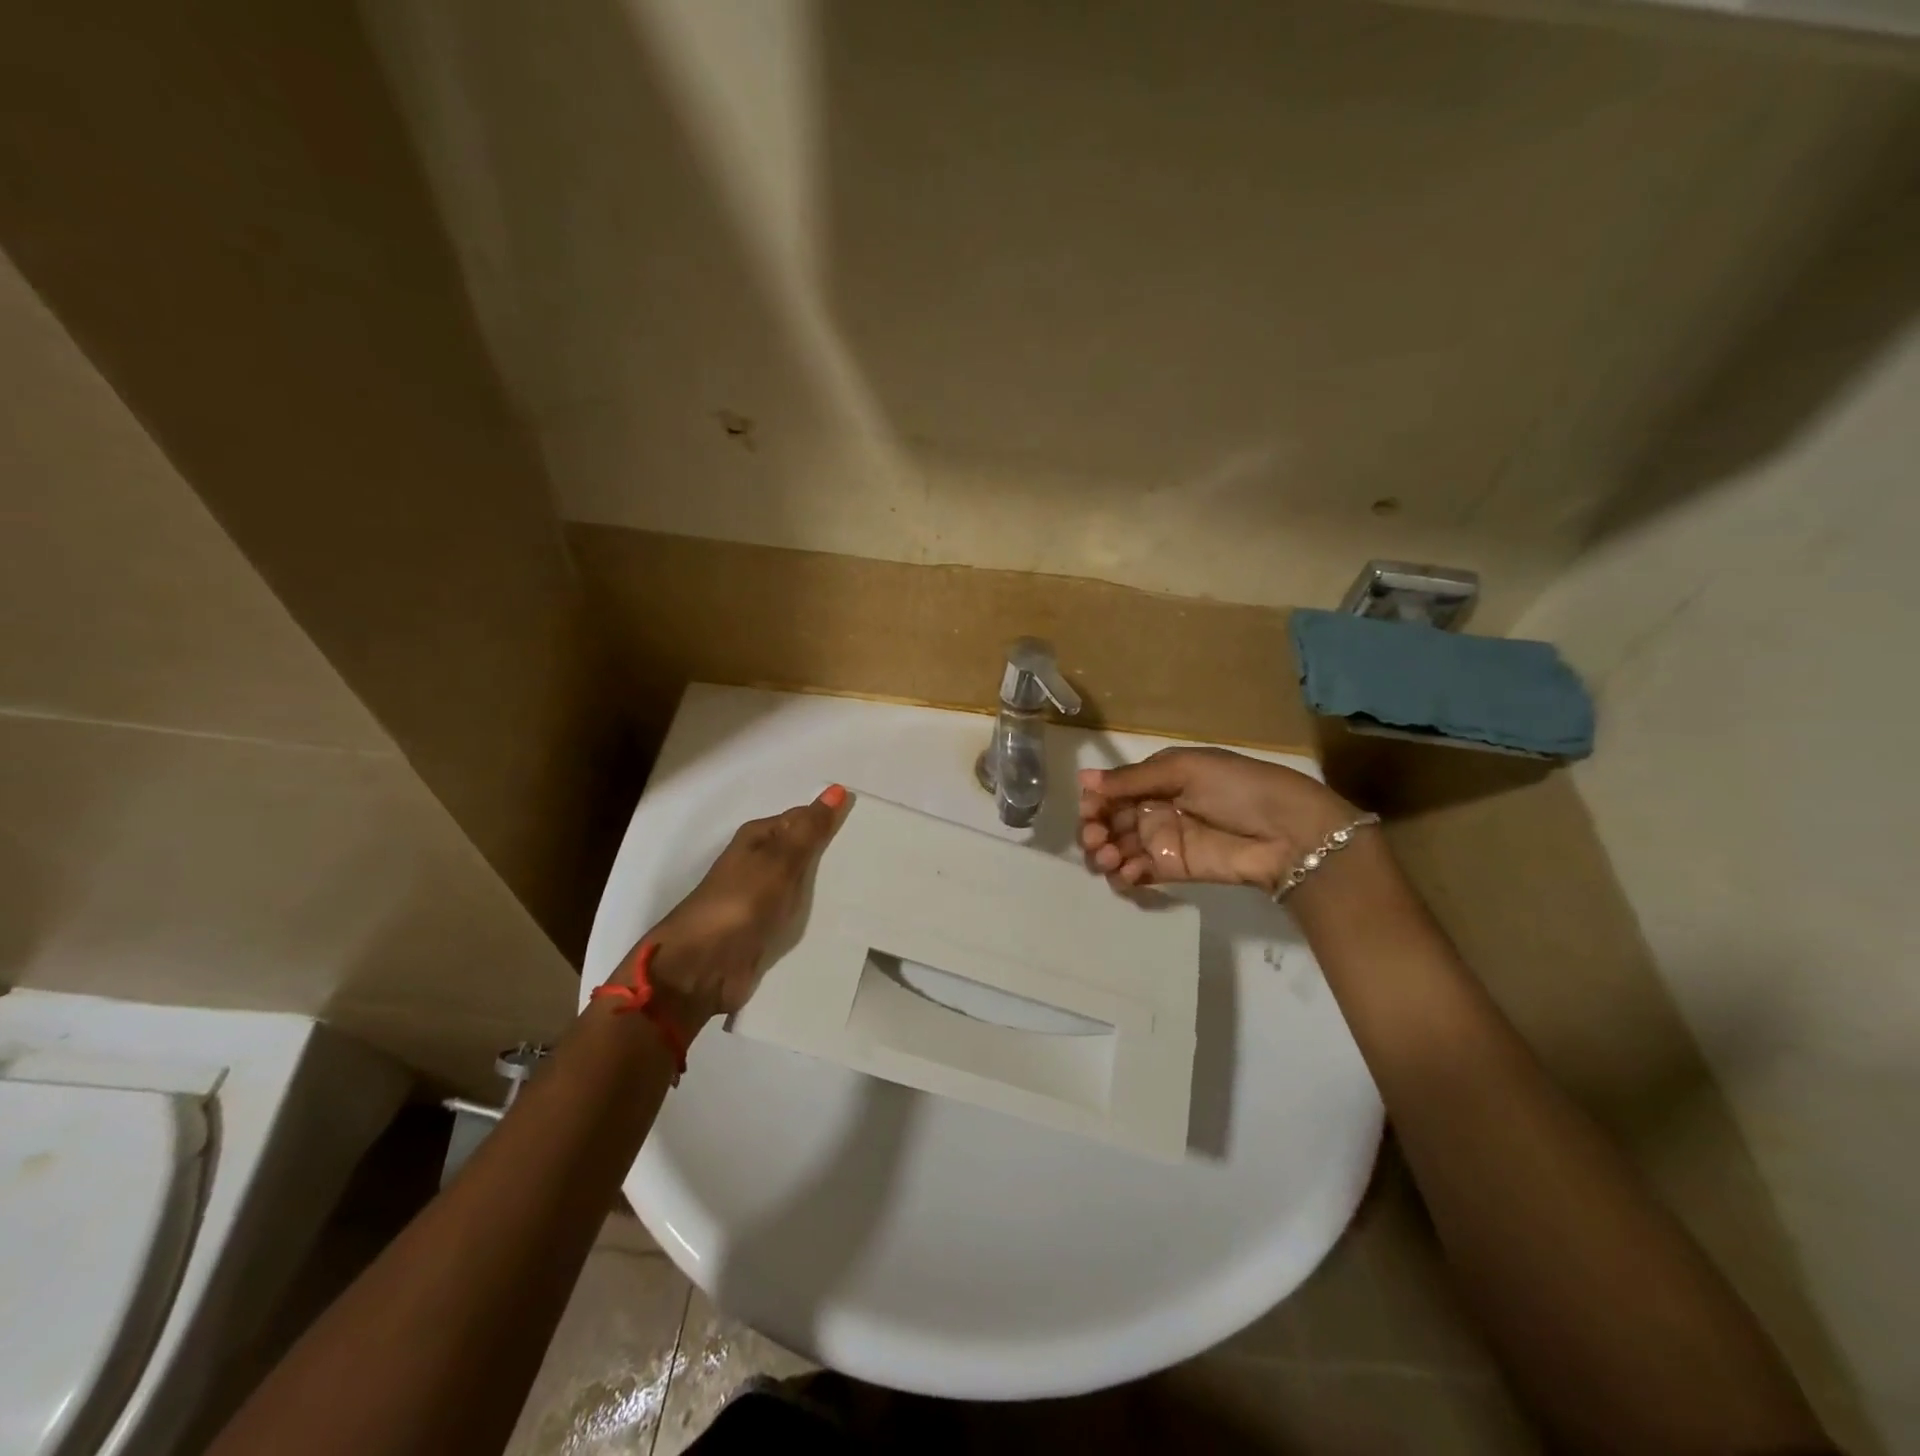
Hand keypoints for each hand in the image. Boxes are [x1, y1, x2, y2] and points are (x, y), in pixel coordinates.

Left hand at [608, 785, 847, 1025]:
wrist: (703, 964)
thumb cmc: (742, 901)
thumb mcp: (780, 859)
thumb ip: (810, 829)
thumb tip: (837, 789)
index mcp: (758, 838)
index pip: (802, 818)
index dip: (831, 818)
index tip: (867, 821)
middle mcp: (759, 862)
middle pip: (804, 850)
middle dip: (834, 851)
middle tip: (878, 853)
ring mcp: (761, 897)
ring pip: (804, 881)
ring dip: (829, 883)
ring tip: (871, 882)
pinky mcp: (765, 927)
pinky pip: (799, 911)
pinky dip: (817, 910)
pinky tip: (845, 914)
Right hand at [1079, 748, 1358, 893]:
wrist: (1288, 832)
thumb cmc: (1237, 787)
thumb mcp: (1185, 769)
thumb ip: (1133, 779)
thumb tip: (1082, 779)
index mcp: (1158, 778)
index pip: (1113, 790)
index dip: (1095, 801)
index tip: (1088, 809)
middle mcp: (1155, 808)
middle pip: (1109, 820)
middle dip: (1094, 829)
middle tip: (1095, 837)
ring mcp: (1162, 841)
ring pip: (1117, 848)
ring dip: (1105, 852)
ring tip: (1110, 856)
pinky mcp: (1172, 870)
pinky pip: (1137, 872)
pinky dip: (1124, 874)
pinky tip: (1129, 872)